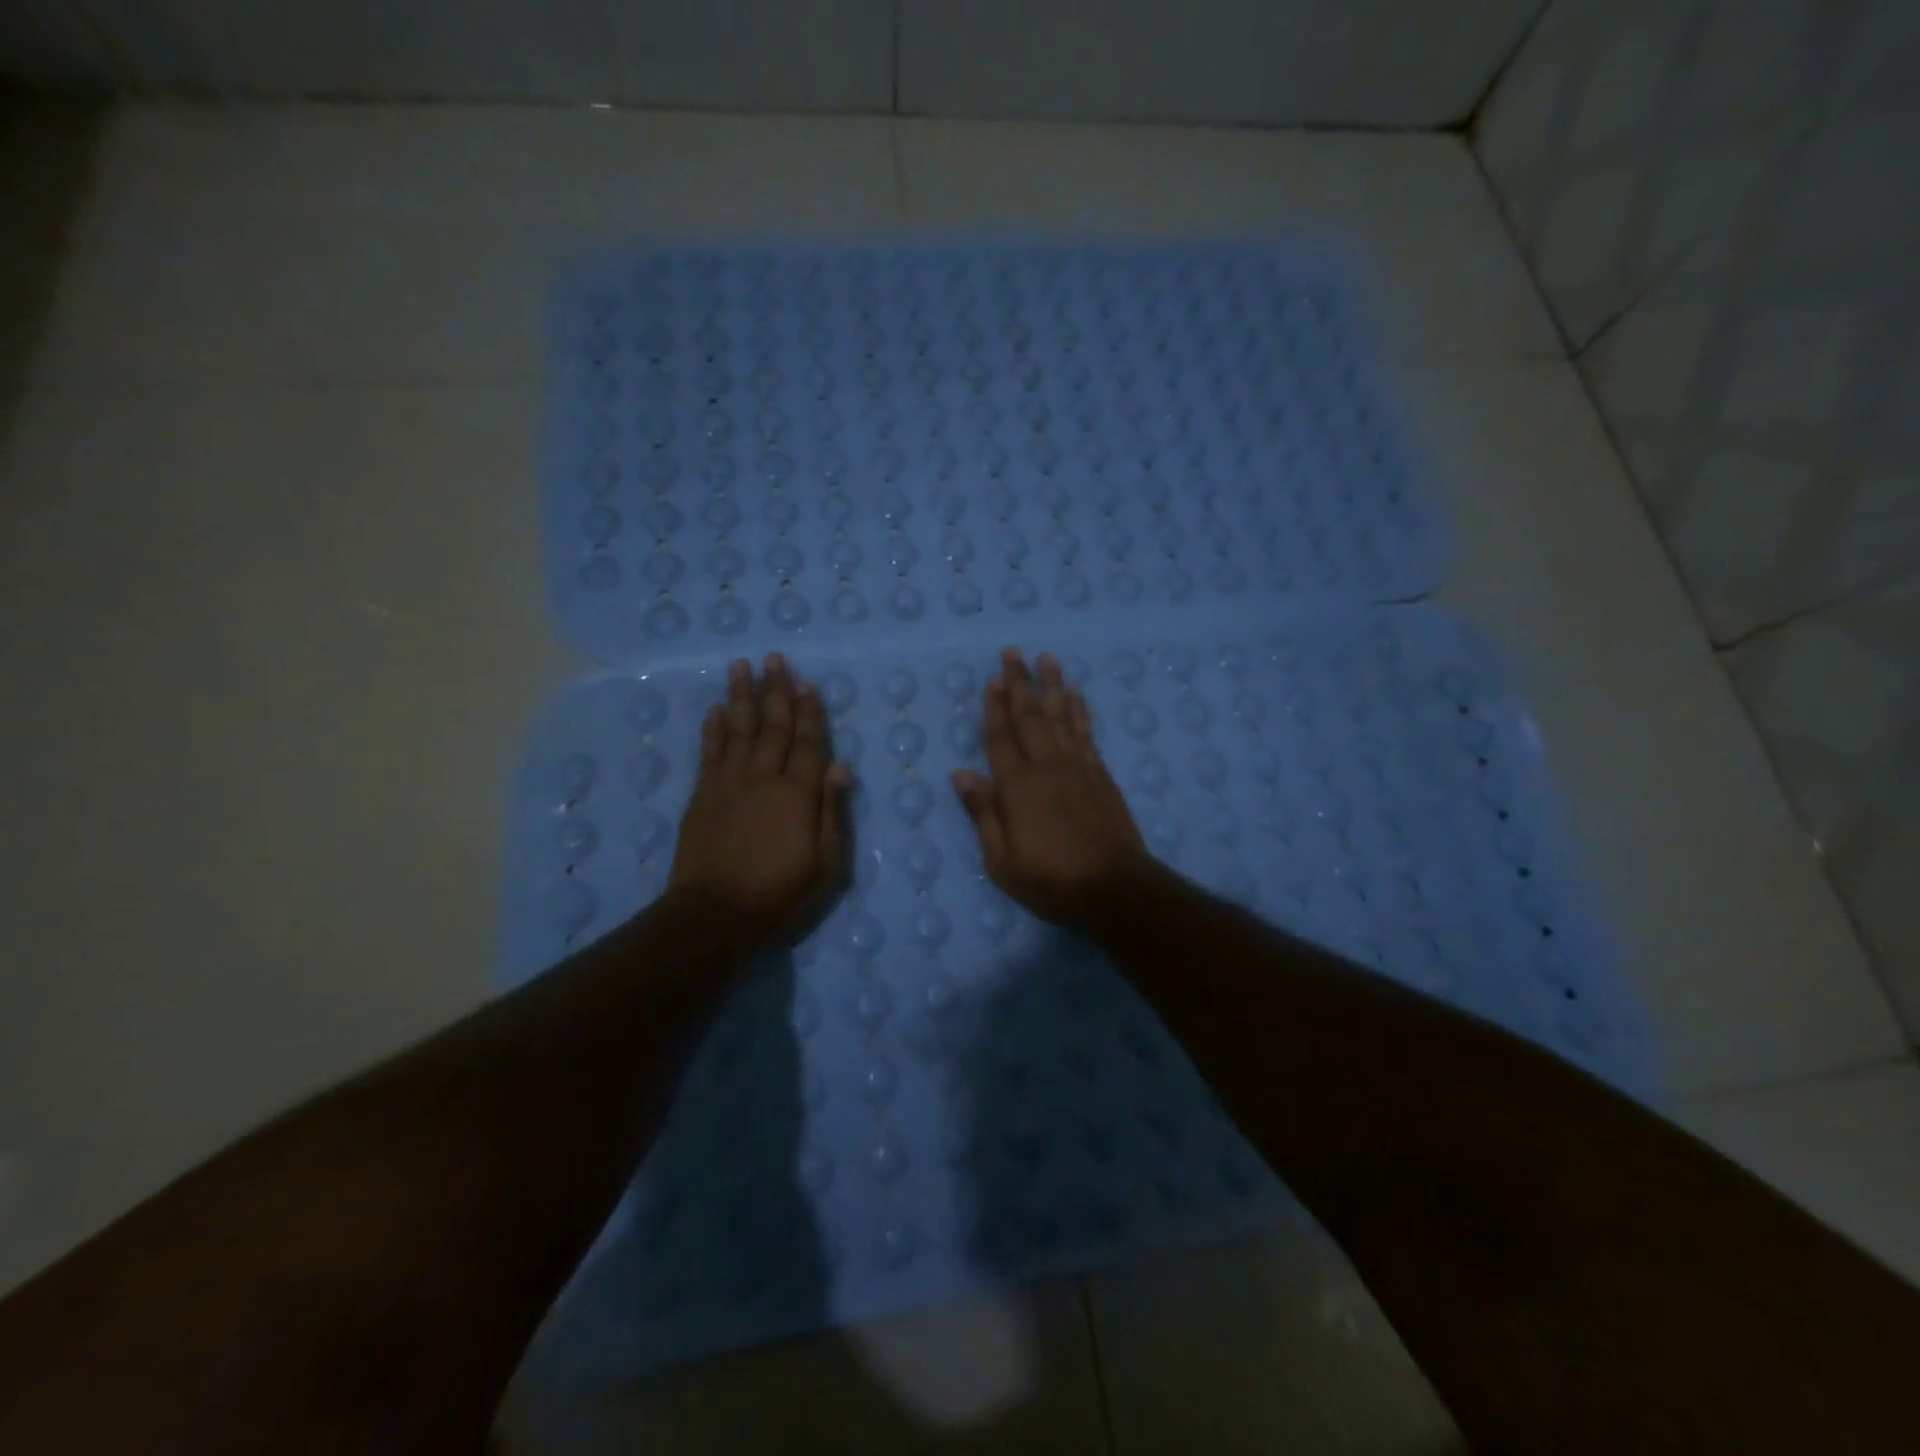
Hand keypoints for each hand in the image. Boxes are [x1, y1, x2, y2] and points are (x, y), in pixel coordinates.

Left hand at [670, 654, 852, 943]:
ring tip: (742, 666)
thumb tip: (842, 766)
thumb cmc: (778, 895)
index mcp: (798, 794)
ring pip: (738, 729)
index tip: (807, 683)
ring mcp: (728, 783)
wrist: (713, 916)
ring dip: (741, 696)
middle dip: (776, 690)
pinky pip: (709, 751)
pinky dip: (713, 728)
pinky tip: (716, 709)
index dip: (810, 712)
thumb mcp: (825, 864)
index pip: (809, 743)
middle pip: (773, 726)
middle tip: (775, 658)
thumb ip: (833, 813)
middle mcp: (763, 778)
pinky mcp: (702, 795)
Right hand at [952, 648, 1148, 923]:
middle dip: (1020, 683)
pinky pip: (1085, 733)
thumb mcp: (1001, 861)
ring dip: (1052, 686)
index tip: (994, 678)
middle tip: (1013, 652)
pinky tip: (1075, 695)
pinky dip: (1079, 710)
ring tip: (1047, 659)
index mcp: (1016, 787)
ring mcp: (1077, 768)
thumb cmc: (1050, 880)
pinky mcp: (1100, 775)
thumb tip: (962, 774)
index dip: (995, 707)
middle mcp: (1046, 767)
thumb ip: (983, 814)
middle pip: (1030, 717)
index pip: (1000, 738)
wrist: (1114, 888)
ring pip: (1060, 717)